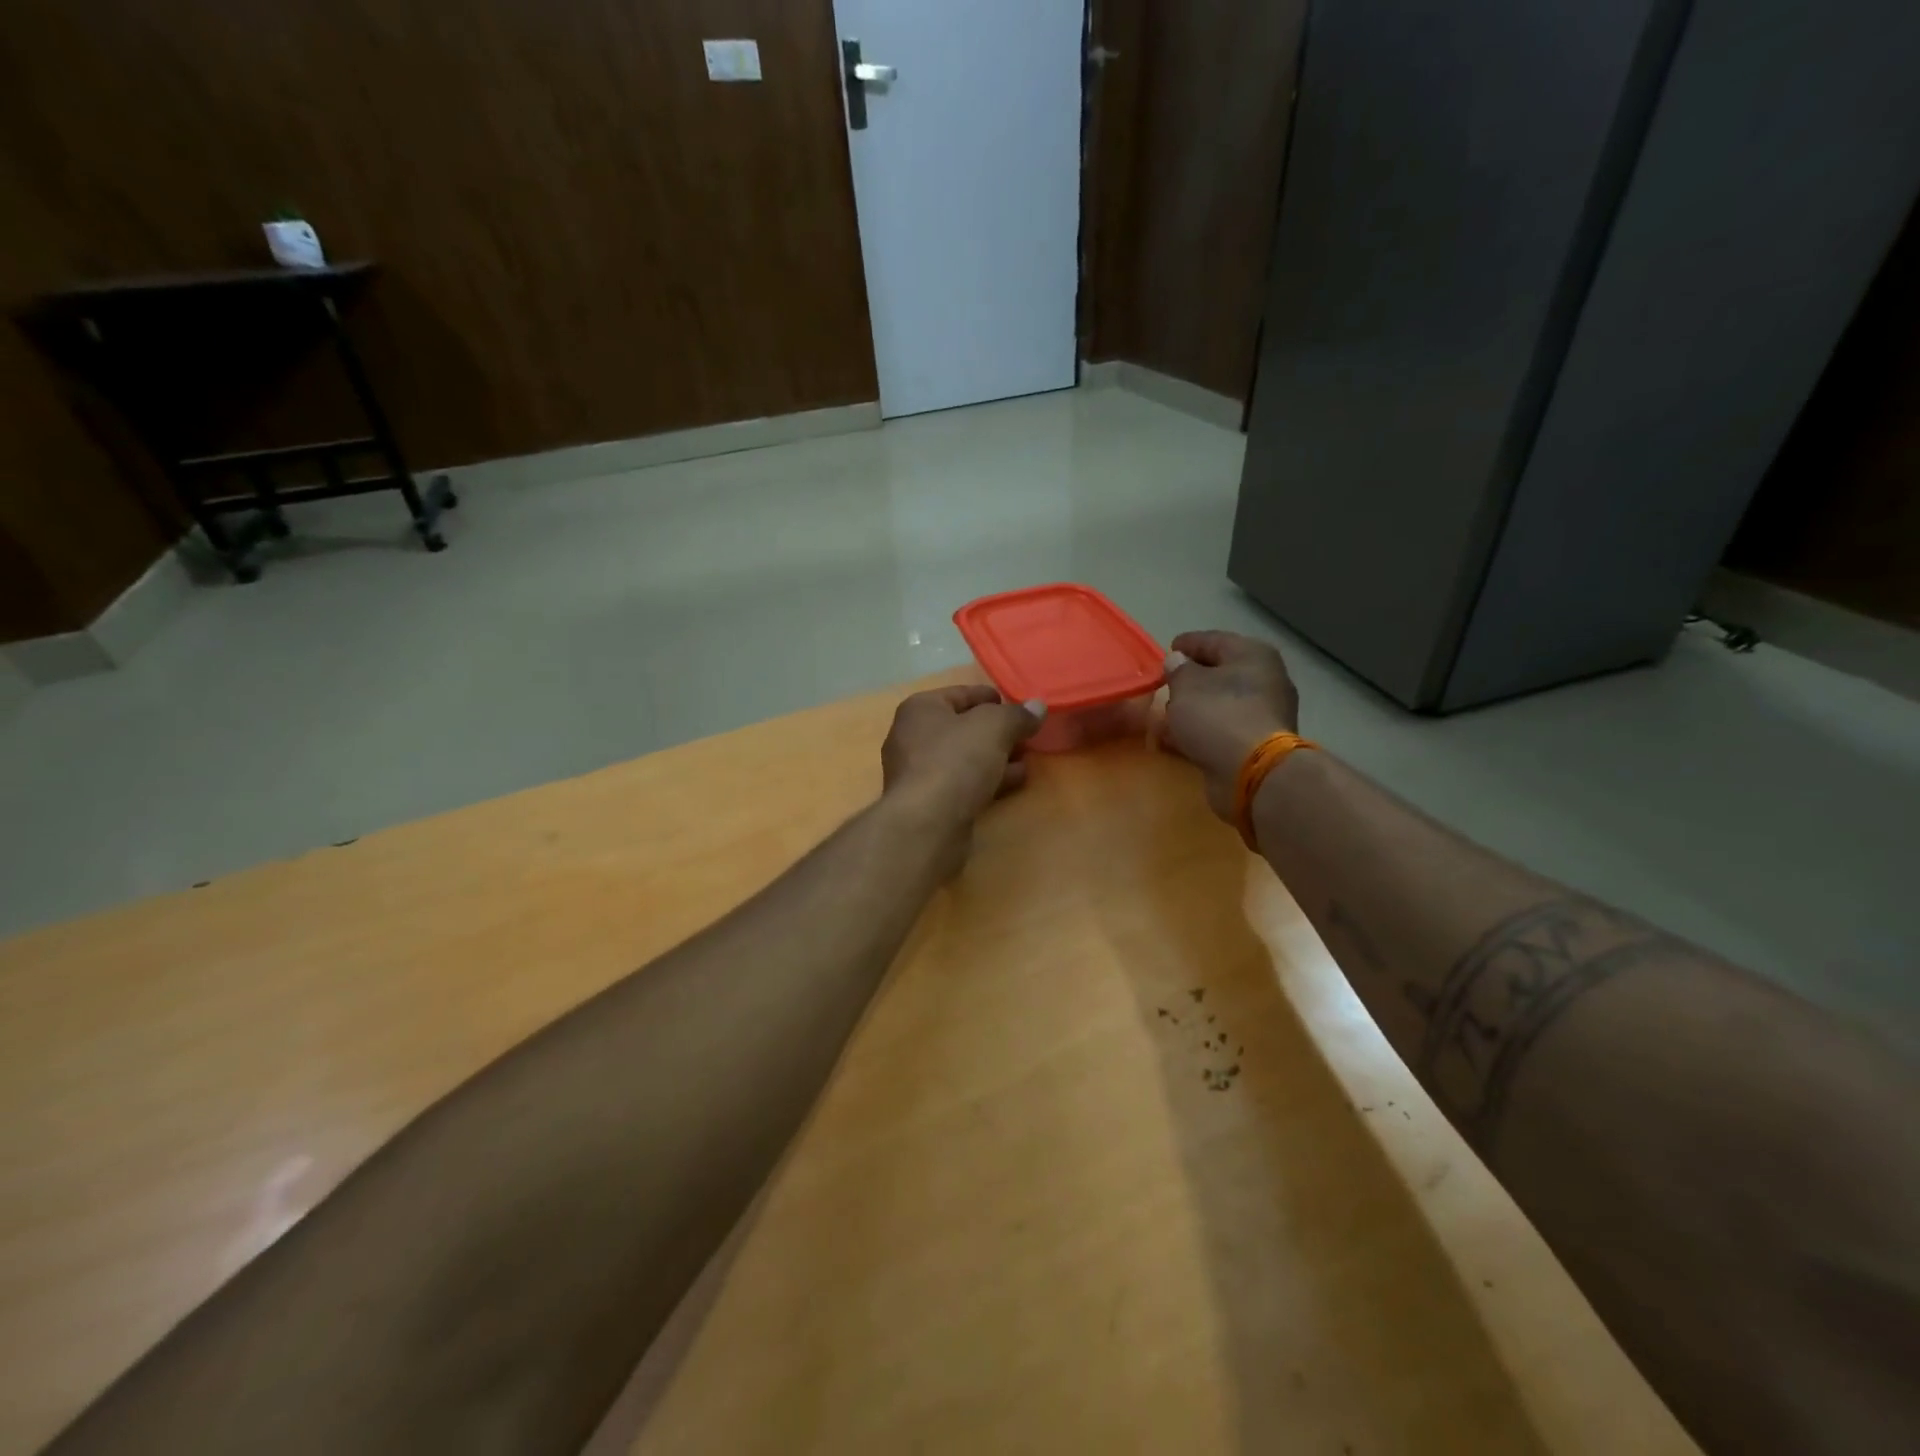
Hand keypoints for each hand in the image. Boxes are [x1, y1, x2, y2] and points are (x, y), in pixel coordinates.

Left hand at [881, 685, 1044, 831]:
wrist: (927, 824)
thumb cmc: (955, 761)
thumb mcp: (994, 727)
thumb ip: (1017, 715)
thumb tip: (1037, 707)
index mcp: (920, 709)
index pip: (960, 694)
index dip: (990, 697)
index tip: (1017, 706)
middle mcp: (912, 737)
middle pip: (962, 727)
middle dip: (996, 732)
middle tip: (1026, 736)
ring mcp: (918, 773)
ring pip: (965, 758)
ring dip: (996, 757)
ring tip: (1026, 759)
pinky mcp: (929, 803)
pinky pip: (964, 783)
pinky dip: (988, 779)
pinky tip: (1015, 781)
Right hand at [1161, 630, 1300, 821]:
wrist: (1253, 773)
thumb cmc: (1218, 716)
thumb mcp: (1186, 685)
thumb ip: (1178, 669)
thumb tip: (1178, 661)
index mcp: (1253, 655)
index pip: (1214, 640)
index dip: (1188, 643)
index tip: (1168, 649)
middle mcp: (1266, 679)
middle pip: (1221, 672)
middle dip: (1193, 678)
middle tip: (1167, 683)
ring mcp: (1266, 713)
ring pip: (1221, 702)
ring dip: (1196, 707)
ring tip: (1169, 713)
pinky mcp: (1258, 743)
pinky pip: (1223, 728)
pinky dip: (1202, 729)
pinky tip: (1181, 737)